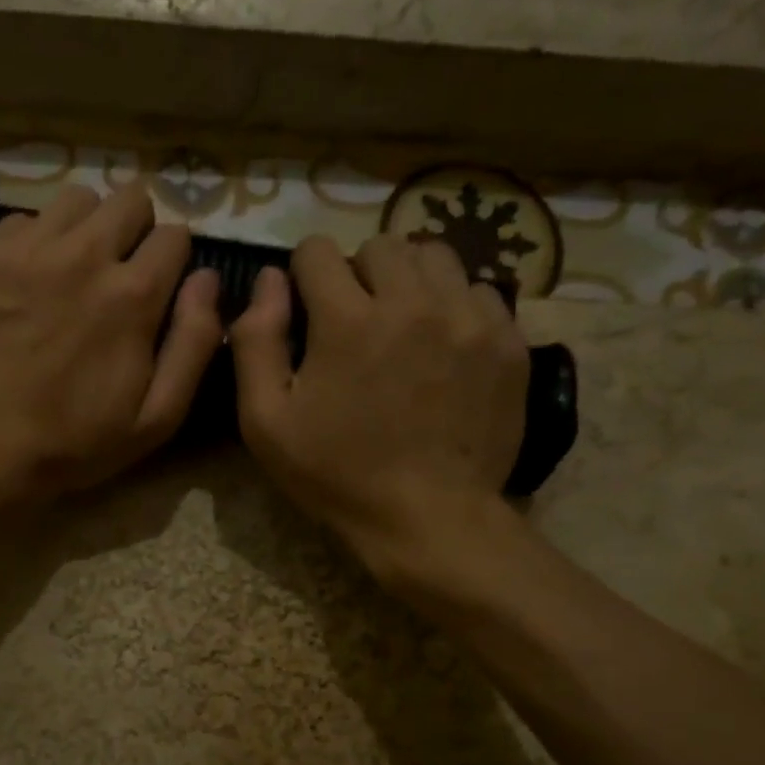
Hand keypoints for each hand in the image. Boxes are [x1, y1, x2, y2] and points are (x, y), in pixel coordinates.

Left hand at [0, 183, 223, 507]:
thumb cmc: (77, 442)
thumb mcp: (158, 416)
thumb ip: (193, 343)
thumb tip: (208, 279)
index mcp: (132, 294)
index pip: (175, 235)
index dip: (173, 262)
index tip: (159, 290)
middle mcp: (83, 255)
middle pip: (129, 199)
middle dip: (136, 231)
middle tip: (120, 273)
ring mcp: (26, 250)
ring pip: (76, 200)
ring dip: (86, 229)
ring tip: (73, 271)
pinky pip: (22, 220)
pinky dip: (34, 243)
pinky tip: (28, 284)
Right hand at [230, 234, 529, 594]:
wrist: (429, 519)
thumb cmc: (337, 475)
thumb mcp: (265, 422)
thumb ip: (255, 342)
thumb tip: (268, 280)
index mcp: (348, 321)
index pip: (318, 250)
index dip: (304, 276)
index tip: (309, 311)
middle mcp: (413, 303)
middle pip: (381, 245)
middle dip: (358, 273)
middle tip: (355, 321)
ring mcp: (469, 319)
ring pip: (435, 258)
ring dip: (409, 281)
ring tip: (403, 325)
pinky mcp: (508, 342)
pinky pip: (480, 292)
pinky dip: (455, 307)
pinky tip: (444, 346)